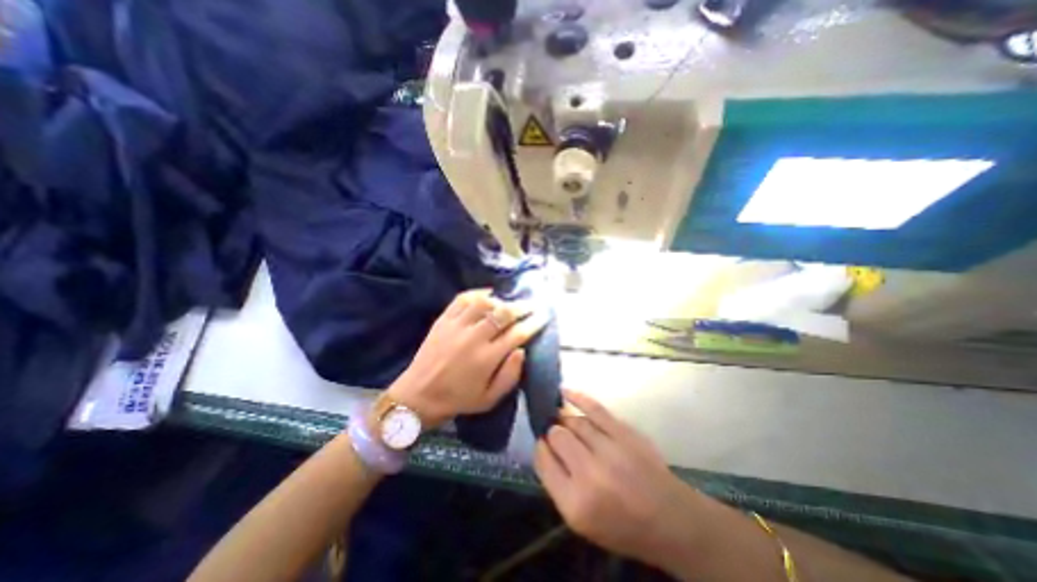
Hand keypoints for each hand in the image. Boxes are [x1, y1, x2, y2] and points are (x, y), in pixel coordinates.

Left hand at [389, 290, 549, 428]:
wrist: (418, 396)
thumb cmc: (458, 399)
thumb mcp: (489, 399)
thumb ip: (510, 375)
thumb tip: (522, 350)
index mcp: (487, 359)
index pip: (517, 334)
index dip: (534, 323)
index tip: (544, 316)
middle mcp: (473, 338)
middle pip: (503, 314)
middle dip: (522, 307)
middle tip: (533, 305)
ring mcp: (456, 326)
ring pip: (484, 303)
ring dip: (501, 301)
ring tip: (508, 304)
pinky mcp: (443, 320)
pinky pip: (462, 299)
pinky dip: (477, 294)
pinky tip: (487, 295)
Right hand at [535, 388, 704, 570]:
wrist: (670, 519)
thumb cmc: (622, 526)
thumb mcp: (582, 521)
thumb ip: (558, 484)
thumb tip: (545, 446)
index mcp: (575, 503)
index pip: (544, 461)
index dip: (540, 448)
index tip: (542, 444)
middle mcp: (590, 474)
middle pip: (557, 437)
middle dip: (552, 433)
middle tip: (555, 434)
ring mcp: (609, 449)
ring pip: (574, 421)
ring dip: (564, 418)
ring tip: (560, 417)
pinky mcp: (624, 433)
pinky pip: (594, 408)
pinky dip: (577, 398)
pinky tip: (565, 393)